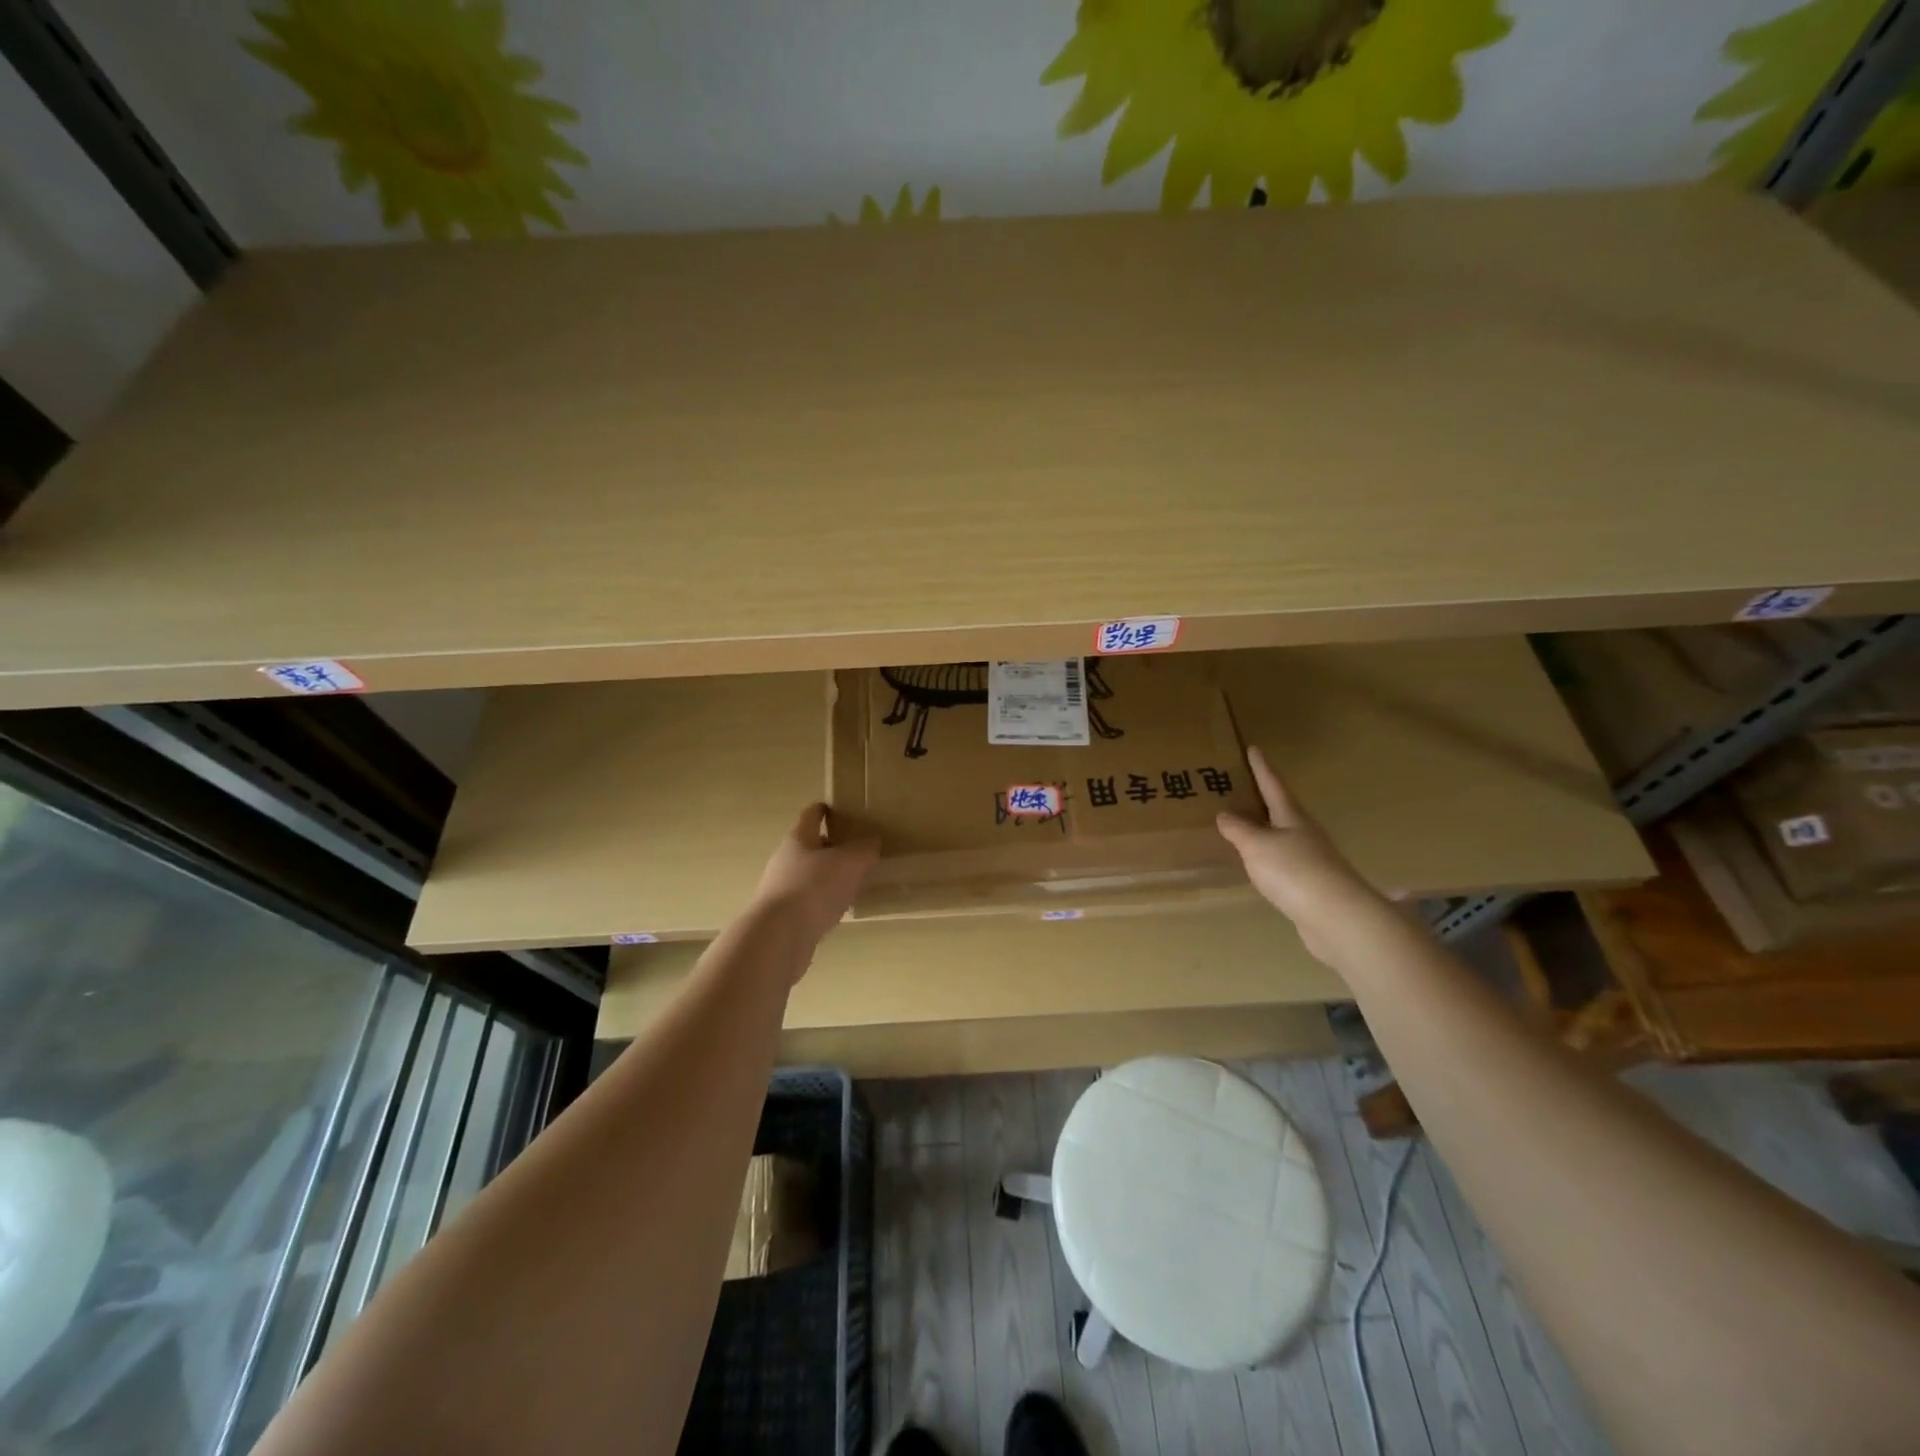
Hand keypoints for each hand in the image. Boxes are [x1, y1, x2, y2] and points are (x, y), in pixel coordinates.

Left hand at [752, 803, 878, 956]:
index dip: (823, 810)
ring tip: (852, 881)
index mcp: (799, 839)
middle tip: (855, 848)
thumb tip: (872, 840)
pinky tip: (838, 909)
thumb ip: (864, 850)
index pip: (811, 815)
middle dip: (830, 846)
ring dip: (827, 876)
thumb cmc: (814, 887)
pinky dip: (822, 901)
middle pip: (809, 846)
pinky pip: (807, 901)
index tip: (837, 808)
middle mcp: (785, 860)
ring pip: (808, 875)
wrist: (778, 936)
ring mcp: (781, 889)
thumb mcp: (849, 863)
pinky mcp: (783, 916)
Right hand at [1215, 746, 1392, 964]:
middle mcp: (1304, 834)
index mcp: (1292, 817)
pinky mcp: (1310, 886)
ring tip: (1242, 828)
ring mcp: (1311, 860)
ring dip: (1264, 831)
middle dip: (1262, 800)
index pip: (1273, 785)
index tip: (1254, 748)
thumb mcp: (1257, 845)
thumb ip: (1239, 829)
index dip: (1262, 768)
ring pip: (1282, 837)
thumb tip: (1225, 814)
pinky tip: (1257, 866)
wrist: (1336, 917)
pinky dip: (1267, 859)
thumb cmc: (1294, 871)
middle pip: (1281, 811)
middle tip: (1241, 789)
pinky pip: (1282, 864)